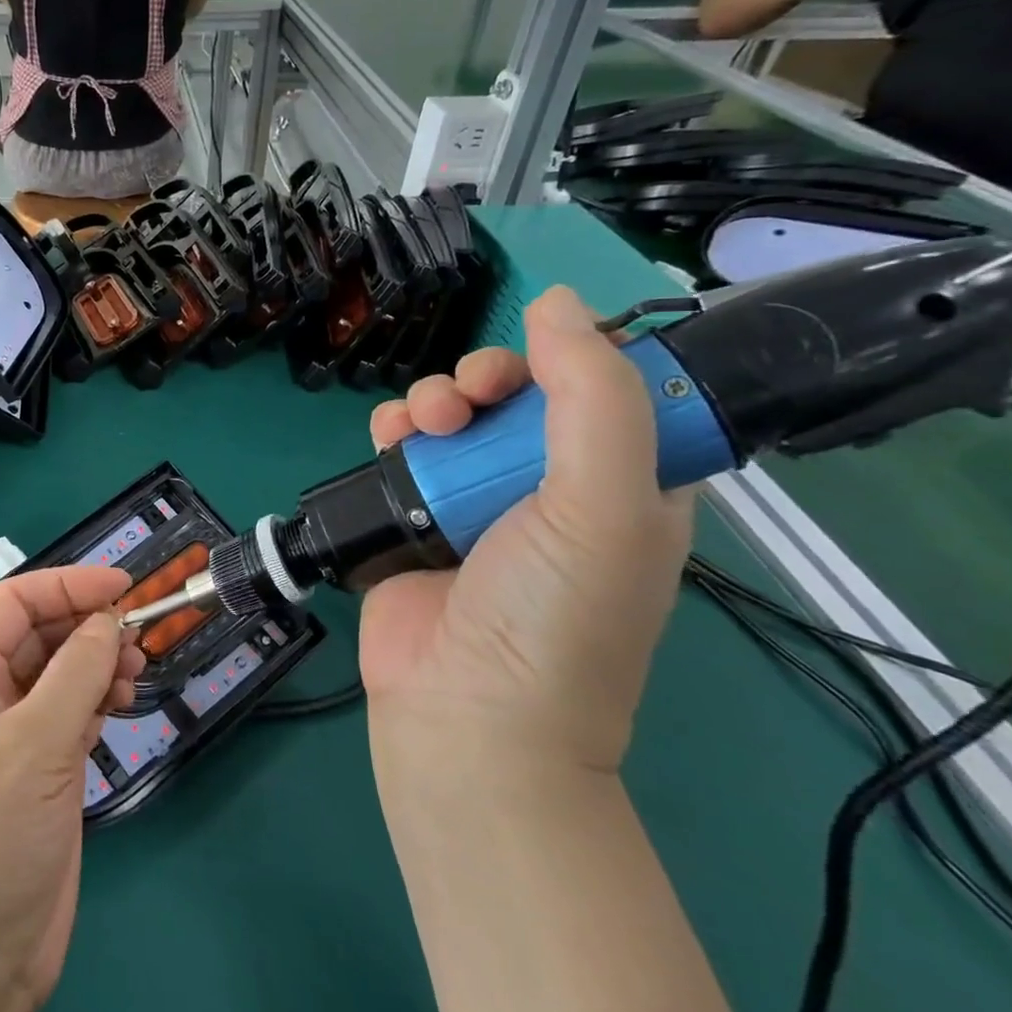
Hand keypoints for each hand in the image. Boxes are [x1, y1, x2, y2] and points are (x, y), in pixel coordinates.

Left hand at [0, 567, 144, 1011]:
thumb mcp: (35, 742)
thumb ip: (77, 673)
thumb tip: (110, 621)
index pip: (14, 602)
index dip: (66, 585)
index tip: (122, 587)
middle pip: (41, 634)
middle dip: (88, 626)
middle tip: (139, 636)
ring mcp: (13, 732)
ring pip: (61, 671)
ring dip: (99, 663)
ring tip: (136, 673)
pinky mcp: (39, 767)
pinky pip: (72, 710)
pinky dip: (99, 699)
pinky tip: (121, 704)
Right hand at [361, 286, 694, 772]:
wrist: (464, 712)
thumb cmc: (554, 613)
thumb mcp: (604, 504)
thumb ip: (592, 396)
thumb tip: (559, 300)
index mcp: (624, 485)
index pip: (605, 391)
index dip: (569, 359)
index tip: (534, 360)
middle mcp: (549, 487)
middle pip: (517, 395)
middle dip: (485, 379)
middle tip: (465, 401)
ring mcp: (476, 501)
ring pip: (454, 414)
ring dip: (432, 400)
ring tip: (417, 426)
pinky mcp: (416, 514)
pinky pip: (404, 446)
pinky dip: (394, 429)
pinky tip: (388, 437)